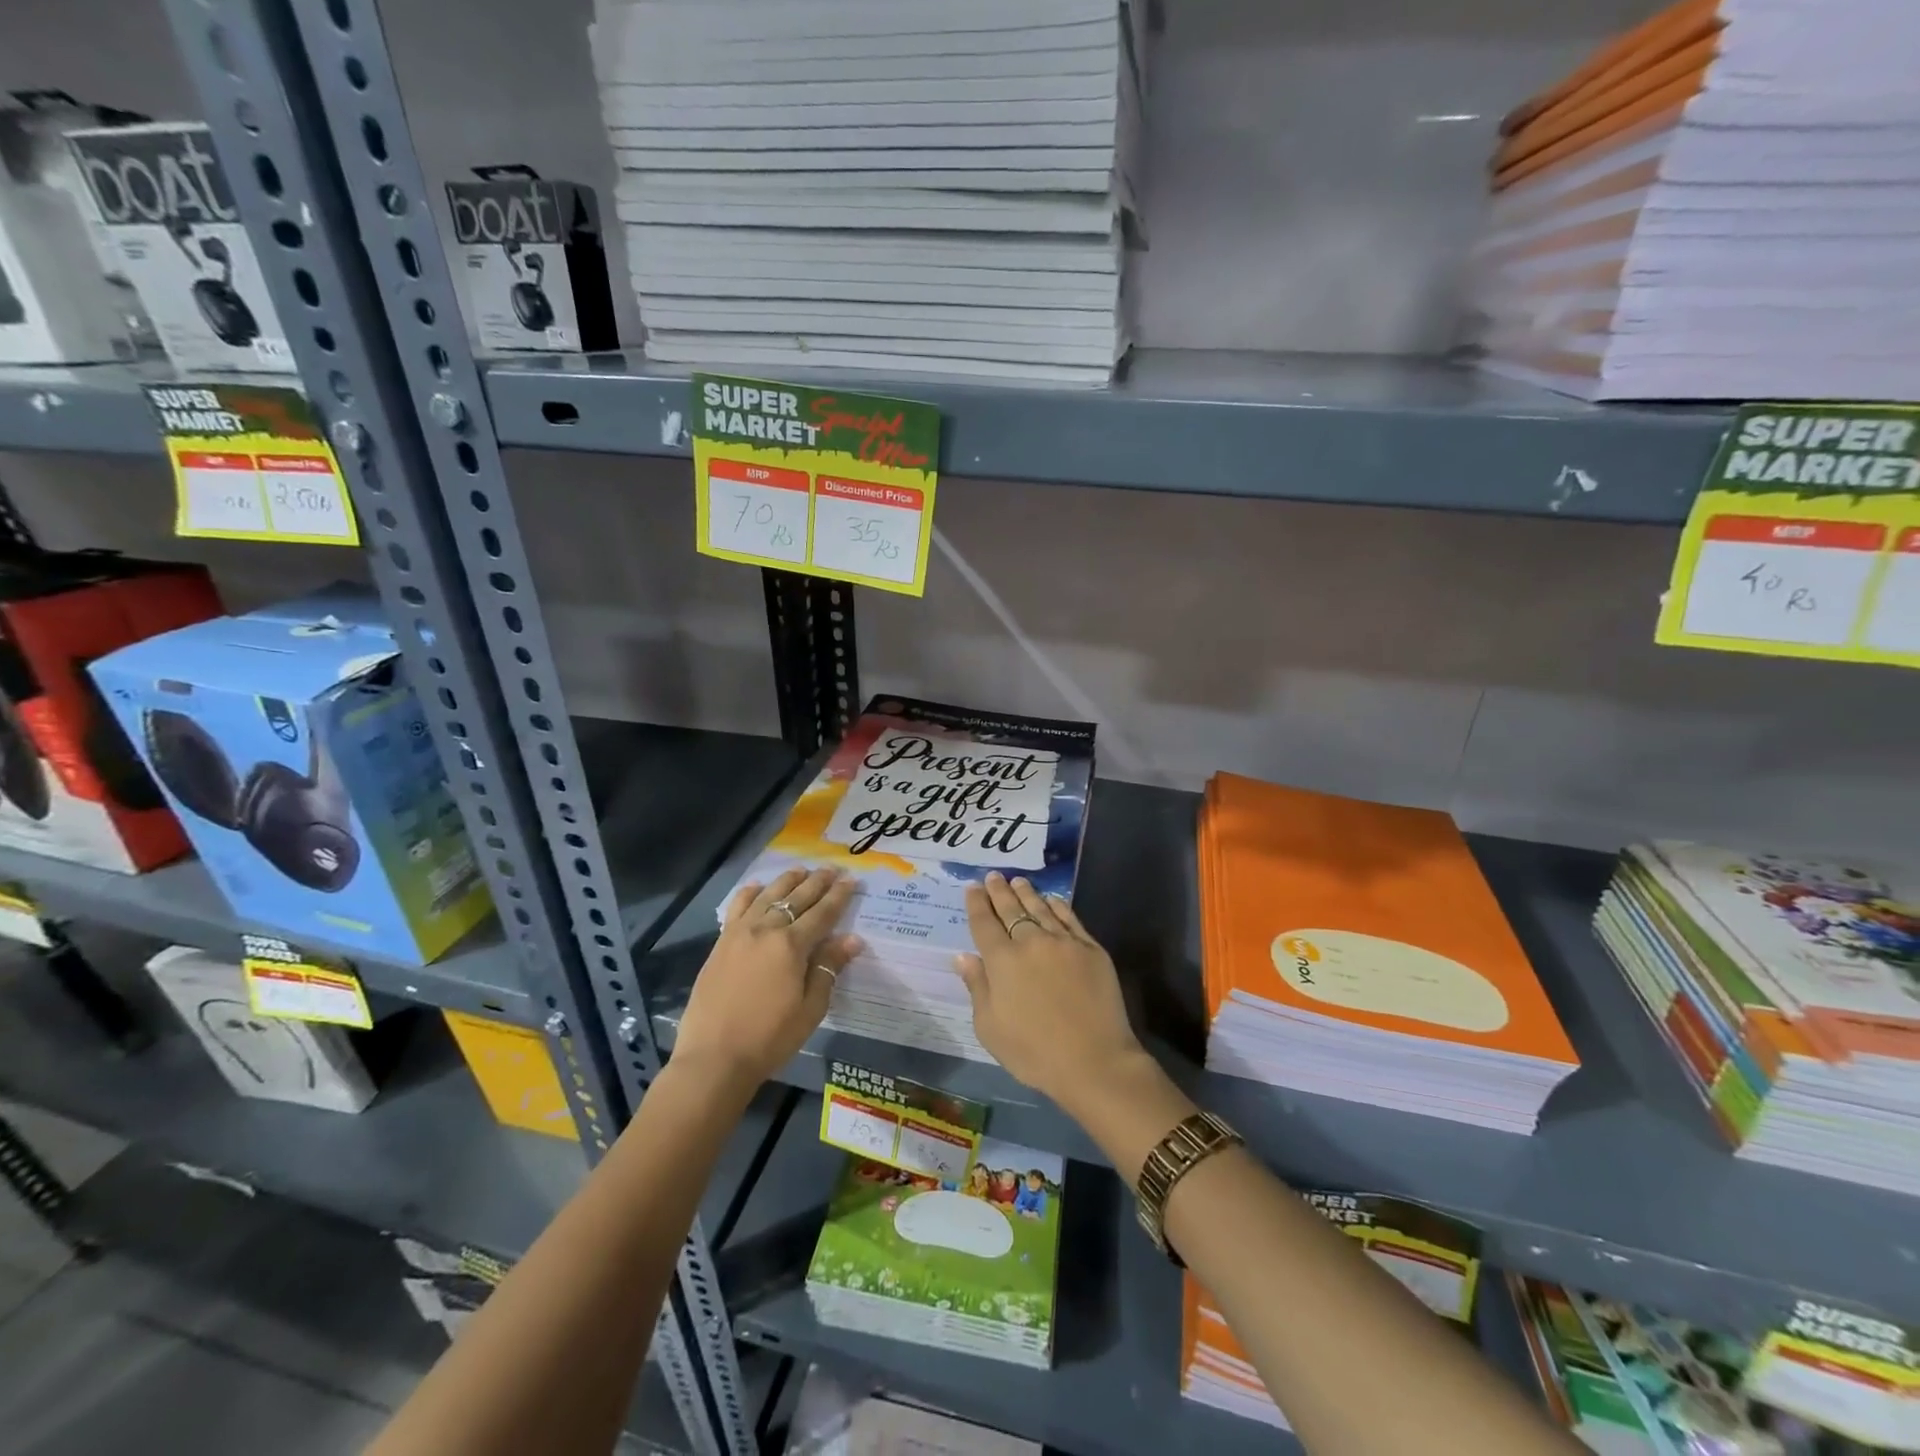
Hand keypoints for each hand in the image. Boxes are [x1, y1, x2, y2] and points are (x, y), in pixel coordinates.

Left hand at [674, 867, 861, 1088]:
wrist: (714, 1058)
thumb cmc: (770, 1038)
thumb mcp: (810, 1008)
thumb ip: (828, 968)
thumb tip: (851, 939)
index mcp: (792, 945)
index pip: (822, 913)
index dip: (839, 895)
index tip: (851, 880)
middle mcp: (766, 929)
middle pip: (796, 897)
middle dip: (817, 882)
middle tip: (832, 869)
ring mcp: (739, 933)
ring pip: (767, 895)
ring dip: (787, 881)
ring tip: (801, 870)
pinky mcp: (721, 943)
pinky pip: (737, 907)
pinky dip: (750, 893)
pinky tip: (758, 887)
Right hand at [954, 872, 1145, 1111]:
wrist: (1094, 1061)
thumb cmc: (1033, 1052)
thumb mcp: (990, 1028)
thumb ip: (977, 987)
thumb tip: (964, 956)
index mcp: (1002, 961)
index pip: (984, 923)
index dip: (976, 903)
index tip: (973, 887)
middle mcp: (1031, 942)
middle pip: (1011, 909)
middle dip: (999, 891)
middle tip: (993, 876)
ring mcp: (1064, 942)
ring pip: (1040, 908)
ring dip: (1026, 893)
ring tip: (1018, 881)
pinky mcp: (1091, 948)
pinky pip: (1069, 918)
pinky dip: (1057, 905)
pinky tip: (1051, 899)